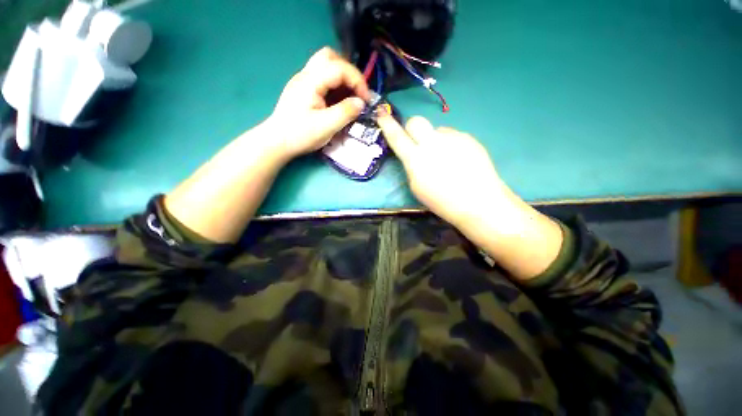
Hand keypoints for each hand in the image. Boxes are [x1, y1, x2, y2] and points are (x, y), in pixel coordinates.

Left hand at [268, 47, 370, 158]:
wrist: (277, 142)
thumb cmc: (300, 135)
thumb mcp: (326, 127)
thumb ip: (345, 113)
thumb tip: (361, 103)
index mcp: (311, 81)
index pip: (339, 68)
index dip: (357, 81)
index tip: (366, 100)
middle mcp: (305, 75)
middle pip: (330, 57)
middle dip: (349, 73)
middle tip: (357, 92)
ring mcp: (303, 81)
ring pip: (326, 66)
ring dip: (342, 78)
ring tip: (350, 97)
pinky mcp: (303, 90)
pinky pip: (322, 78)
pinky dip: (335, 86)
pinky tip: (338, 101)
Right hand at [376, 115, 513, 227]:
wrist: (478, 202)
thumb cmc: (443, 201)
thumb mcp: (417, 187)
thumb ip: (411, 166)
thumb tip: (413, 154)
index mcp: (416, 159)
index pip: (397, 137)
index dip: (387, 125)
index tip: (381, 114)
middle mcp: (433, 143)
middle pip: (416, 120)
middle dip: (412, 129)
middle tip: (418, 142)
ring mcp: (452, 138)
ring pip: (436, 130)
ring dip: (434, 140)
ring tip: (446, 159)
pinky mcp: (468, 138)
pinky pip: (452, 136)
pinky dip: (450, 144)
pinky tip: (458, 160)